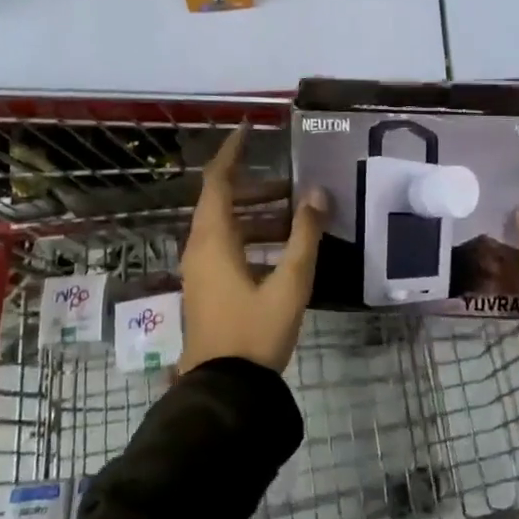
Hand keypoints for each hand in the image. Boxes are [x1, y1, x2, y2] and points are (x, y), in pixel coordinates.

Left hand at [180, 124, 326, 374]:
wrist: (223, 389)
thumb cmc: (255, 332)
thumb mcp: (290, 283)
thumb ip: (305, 236)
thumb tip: (318, 193)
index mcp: (213, 239)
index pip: (218, 180)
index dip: (232, 152)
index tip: (250, 129)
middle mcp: (200, 247)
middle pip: (223, 201)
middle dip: (257, 189)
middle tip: (292, 187)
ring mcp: (200, 269)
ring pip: (227, 227)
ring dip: (258, 216)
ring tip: (295, 217)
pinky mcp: (206, 287)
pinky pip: (226, 247)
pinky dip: (251, 238)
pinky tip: (282, 251)